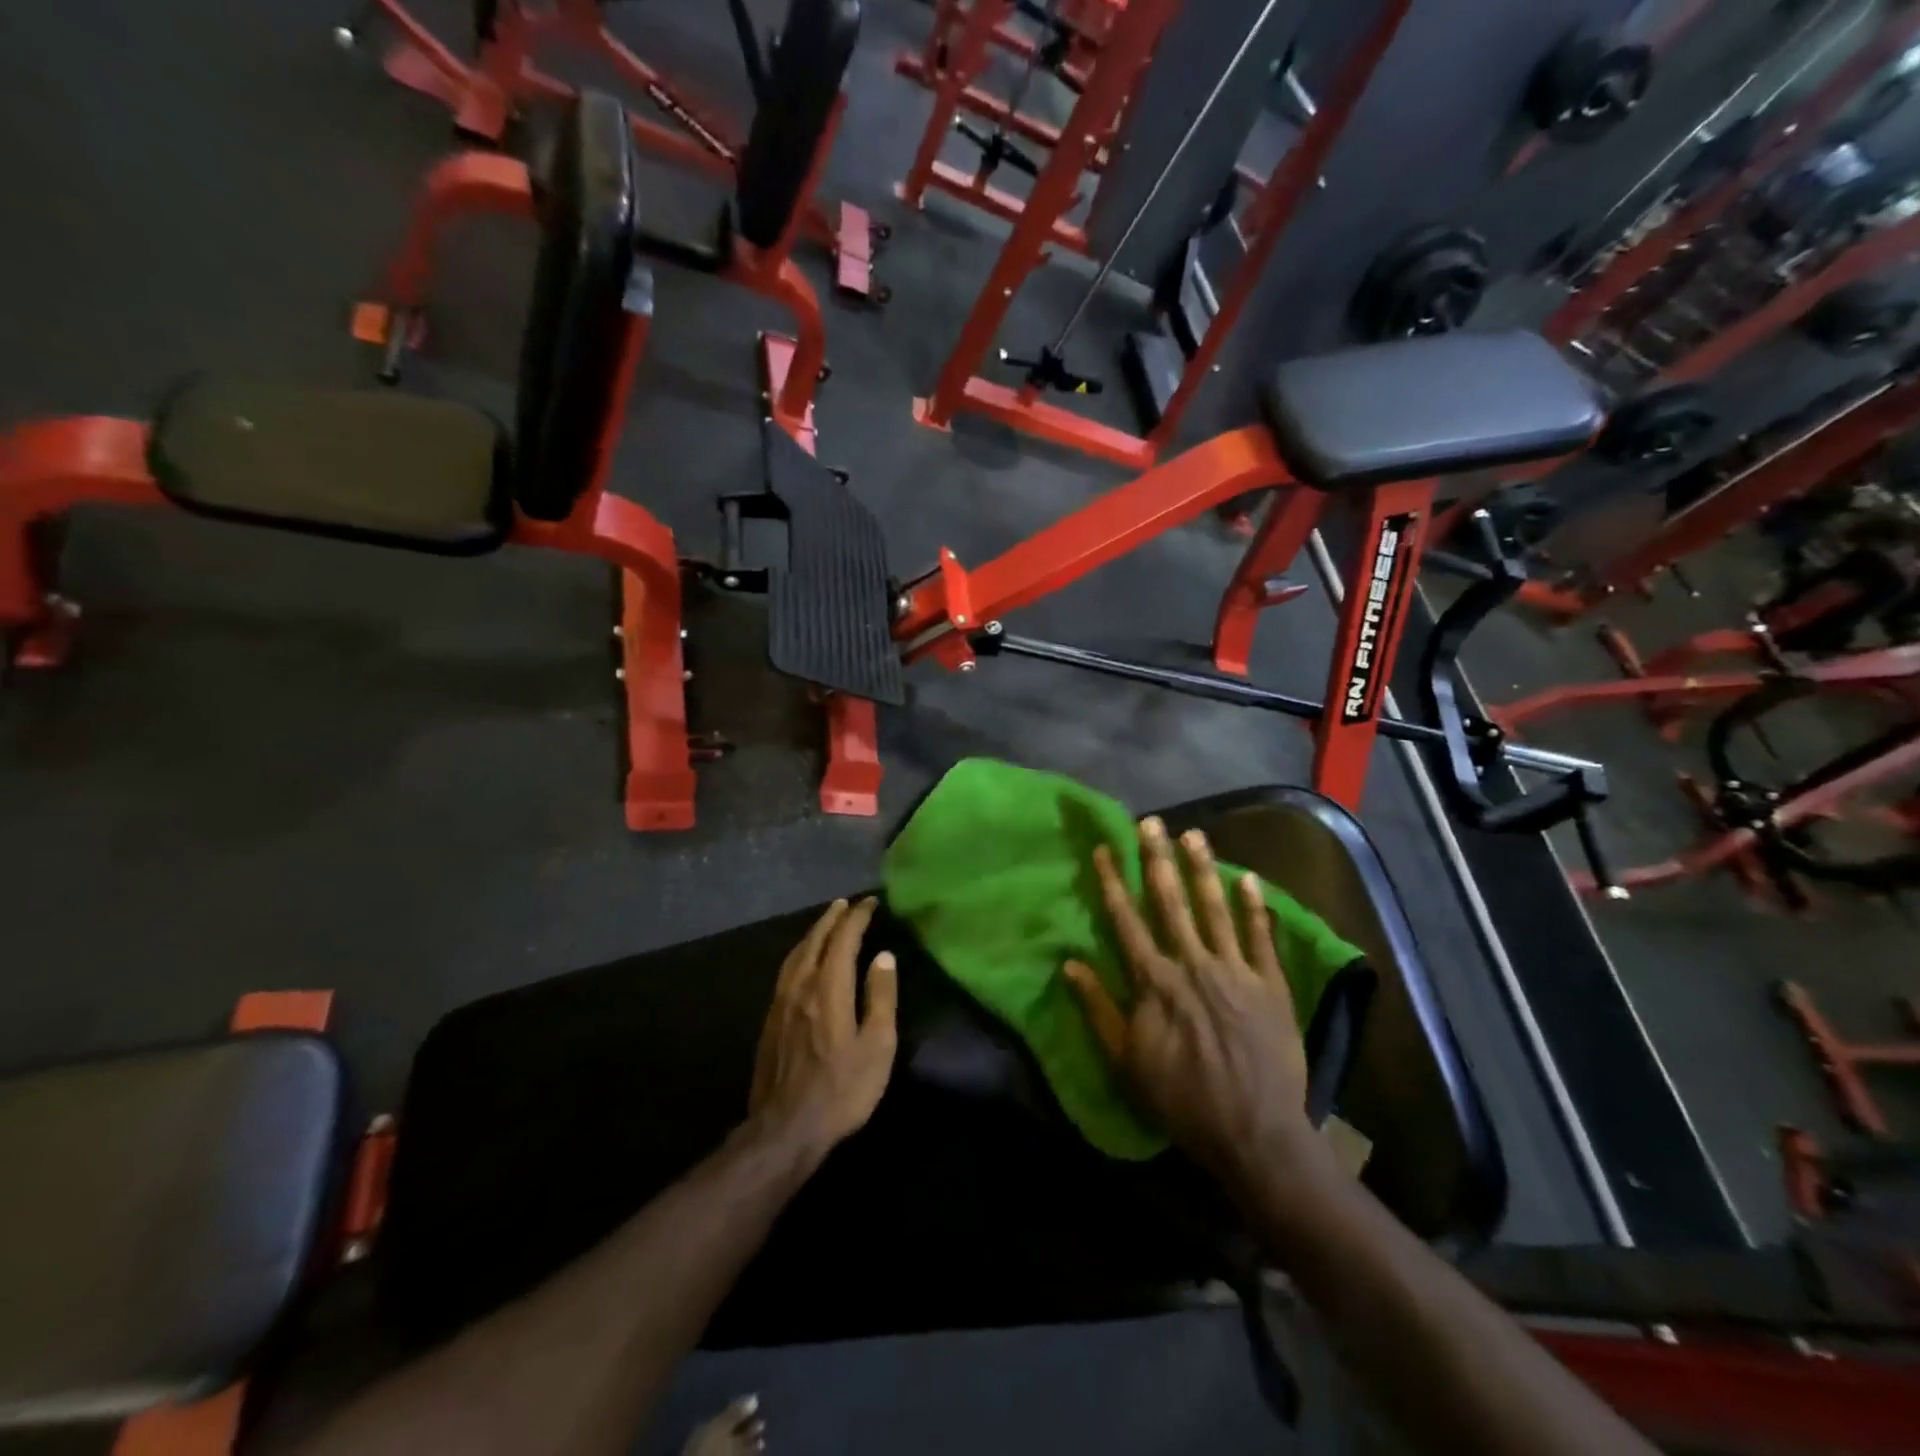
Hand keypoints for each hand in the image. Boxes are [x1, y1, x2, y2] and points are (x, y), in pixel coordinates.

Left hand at [749, 897, 898, 1163]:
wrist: (785, 1129)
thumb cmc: (842, 1089)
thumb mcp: (877, 1046)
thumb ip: (881, 997)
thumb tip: (884, 956)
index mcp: (829, 988)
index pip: (843, 939)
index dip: (857, 917)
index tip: (870, 903)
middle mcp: (801, 986)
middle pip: (815, 940)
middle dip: (832, 918)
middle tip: (846, 903)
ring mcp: (781, 1002)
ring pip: (796, 954)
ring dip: (813, 933)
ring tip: (826, 922)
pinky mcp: (770, 1020)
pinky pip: (786, 970)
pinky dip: (800, 953)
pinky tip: (804, 960)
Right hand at [1063, 818, 1323, 1193]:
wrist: (1254, 1133)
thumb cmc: (1181, 1099)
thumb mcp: (1126, 1060)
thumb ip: (1098, 1008)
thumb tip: (1069, 964)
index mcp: (1155, 981)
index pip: (1127, 920)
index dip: (1113, 881)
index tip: (1105, 848)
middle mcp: (1192, 964)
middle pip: (1170, 902)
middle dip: (1157, 859)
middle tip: (1151, 822)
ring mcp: (1235, 971)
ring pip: (1215, 909)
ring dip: (1203, 869)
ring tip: (1193, 835)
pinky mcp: (1269, 985)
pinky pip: (1261, 938)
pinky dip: (1255, 907)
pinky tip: (1249, 878)